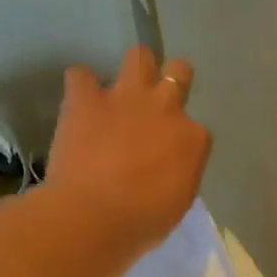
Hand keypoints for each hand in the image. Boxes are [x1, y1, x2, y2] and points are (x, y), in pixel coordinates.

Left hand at [46, 46, 211, 252]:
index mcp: (193, 138)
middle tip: (158, 100)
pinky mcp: (86, 99)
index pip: (195, 129)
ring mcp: (125, 98)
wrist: (95, 216)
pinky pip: (81, 76)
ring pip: (139, 56)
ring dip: (135, 67)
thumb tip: (168, 166)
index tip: (169, 155)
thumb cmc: (143, 220)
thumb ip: (178, 173)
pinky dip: (81, 86)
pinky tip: (80, 101)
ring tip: (124, 86)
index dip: (181, 139)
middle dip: (172, 80)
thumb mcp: (178, 201)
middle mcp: (166, 108)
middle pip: (179, 73)